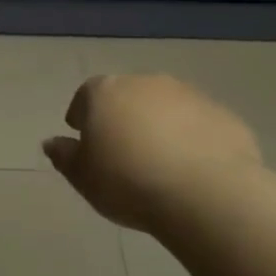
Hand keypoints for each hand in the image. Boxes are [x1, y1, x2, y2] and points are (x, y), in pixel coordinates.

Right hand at [43, 73, 262, 231]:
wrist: (206, 192)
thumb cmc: (129, 182)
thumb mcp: (83, 177)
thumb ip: (64, 156)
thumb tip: (51, 142)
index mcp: (106, 92)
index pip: (85, 96)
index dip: (83, 117)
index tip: (85, 139)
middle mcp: (146, 83)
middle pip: (127, 97)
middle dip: (123, 119)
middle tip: (123, 154)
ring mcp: (189, 95)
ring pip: (166, 108)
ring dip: (160, 127)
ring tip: (161, 164)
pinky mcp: (223, 115)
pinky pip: (199, 125)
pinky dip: (193, 140)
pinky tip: (193, 171)